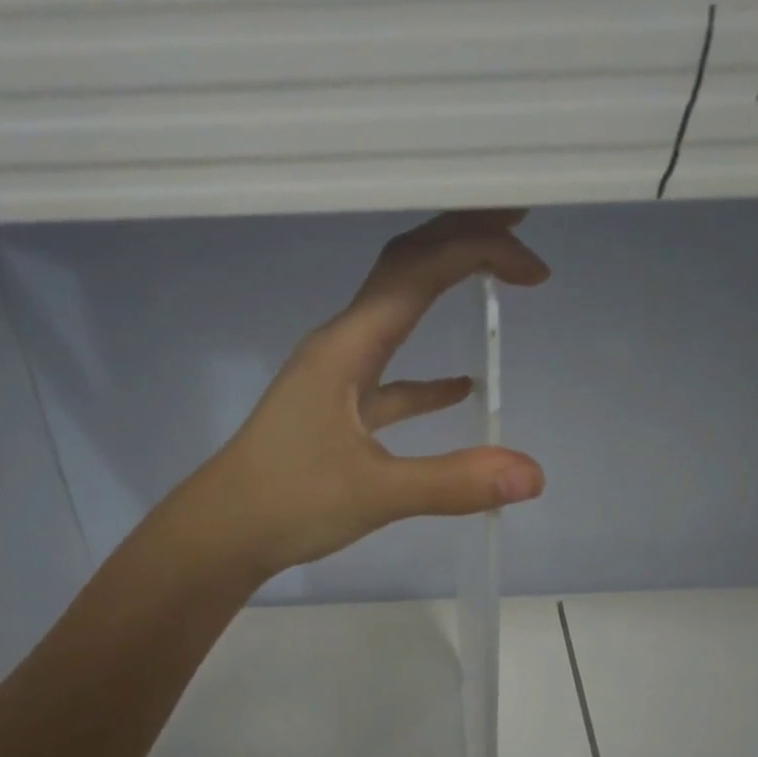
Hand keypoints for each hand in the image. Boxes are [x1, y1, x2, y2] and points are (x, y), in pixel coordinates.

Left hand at [189, 210, 549, 577]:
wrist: (223, 534)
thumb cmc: (287, 503)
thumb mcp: (374, 493)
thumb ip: (453, 482)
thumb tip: (533, 474)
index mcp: (346, 346)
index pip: (417, 272)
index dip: (478, 253)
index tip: (534, 269)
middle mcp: (341, 347)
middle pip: (404, 271)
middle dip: (459, 240)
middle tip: (517, 222)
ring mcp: (336, 379)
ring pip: (397, 316)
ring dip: (444, 291)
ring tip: (497, 276)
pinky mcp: (337, 413)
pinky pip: (390, 378)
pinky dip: (426, 376)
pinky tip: (460, 386)